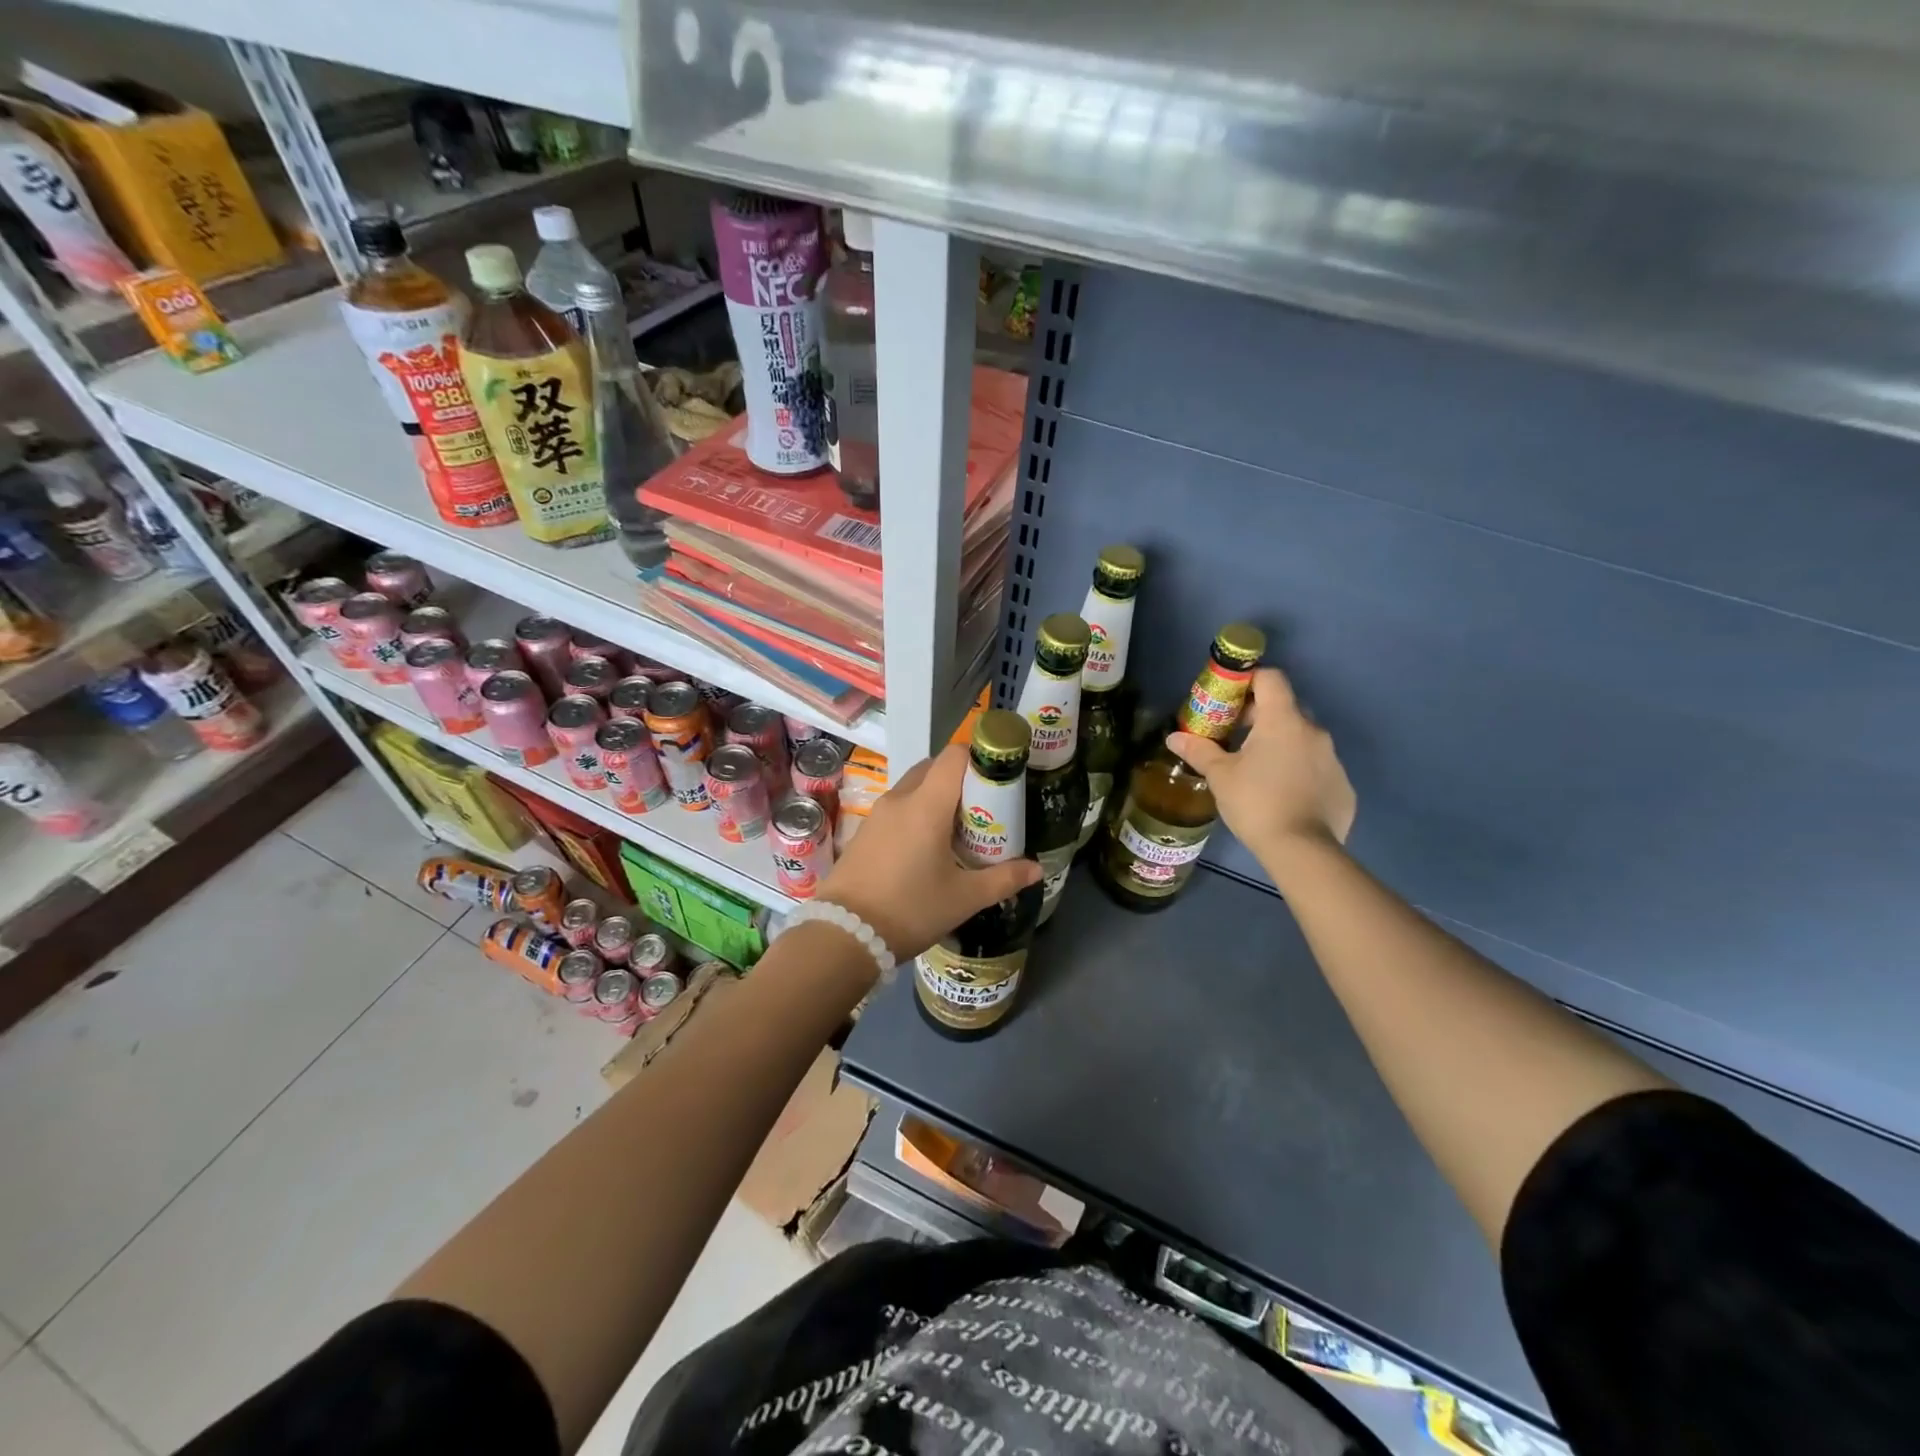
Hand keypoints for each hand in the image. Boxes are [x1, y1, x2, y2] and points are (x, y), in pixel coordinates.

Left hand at [818, 743, 1041, 961]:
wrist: (844, 935)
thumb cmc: (910, 910)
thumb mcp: (964, 898)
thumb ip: (1004, 878)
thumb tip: (1037, 868)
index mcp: (926, 805)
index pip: (954, 756)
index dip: (979, 758)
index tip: (998, 779)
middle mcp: (900, 799)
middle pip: (934, 768)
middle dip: (961, 779)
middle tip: (983, 808)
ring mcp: (877, 814)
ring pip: (914, 787)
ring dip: (937, 796)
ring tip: (958, 830)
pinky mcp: (864, 831)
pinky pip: (897, 807)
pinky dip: (916, 813)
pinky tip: (927, 847)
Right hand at [1166, 666, 1355, 867]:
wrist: (1303, 850)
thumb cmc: (1256, 802)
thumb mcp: (1220, 776)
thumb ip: (1199, 751)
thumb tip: (1173, 738)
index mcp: (1283, 721)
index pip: (1271, 678)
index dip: (1249, 680)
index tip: (1230, 697)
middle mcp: (1313, 731)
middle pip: (1287, 708)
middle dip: (1262, 716)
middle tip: (1236, 737)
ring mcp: (1332, 759)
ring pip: (1303, 740)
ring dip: (1281, 745)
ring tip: (1258, 770)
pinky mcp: (1343, 786)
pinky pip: (1317, 768)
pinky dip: (1299, 773)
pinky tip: (1283, 796)